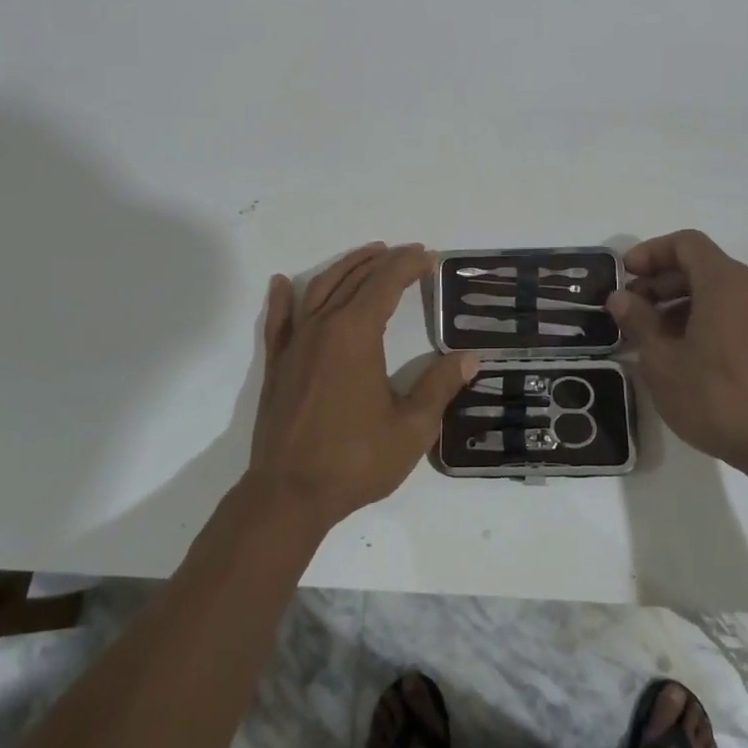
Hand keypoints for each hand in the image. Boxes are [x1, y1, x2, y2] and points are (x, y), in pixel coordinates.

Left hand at [246, 242, 479, 530]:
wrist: (288, 494)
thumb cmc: (354, 461)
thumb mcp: (412, 428)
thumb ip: (439, 387)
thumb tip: (470, 358)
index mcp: (356, 335)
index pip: (384, 284)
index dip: (408, 266)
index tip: (428, 257)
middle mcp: (323, 328)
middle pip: (354, 280)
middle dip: (382, 262)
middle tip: (407, 253)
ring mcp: (294, 345)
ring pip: (318, 290)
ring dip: (343, 268)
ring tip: (367, 256)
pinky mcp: (276, 365)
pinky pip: (278, 321)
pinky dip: (281, 298)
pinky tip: (280, 283)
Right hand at [606, 230, 747, 475]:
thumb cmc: (719, 397)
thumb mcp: (663, 361)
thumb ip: (639, 322)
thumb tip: (620, 297)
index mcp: (725, 283)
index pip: (686, 243)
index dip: (651, 252)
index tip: (626, 276)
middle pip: (701, 267)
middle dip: (661, 282)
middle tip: (630, 310)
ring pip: (717, 294)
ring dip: (679, 304)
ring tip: (651, 338)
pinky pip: (733, 316)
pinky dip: (703, 321)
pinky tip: (683, 357)